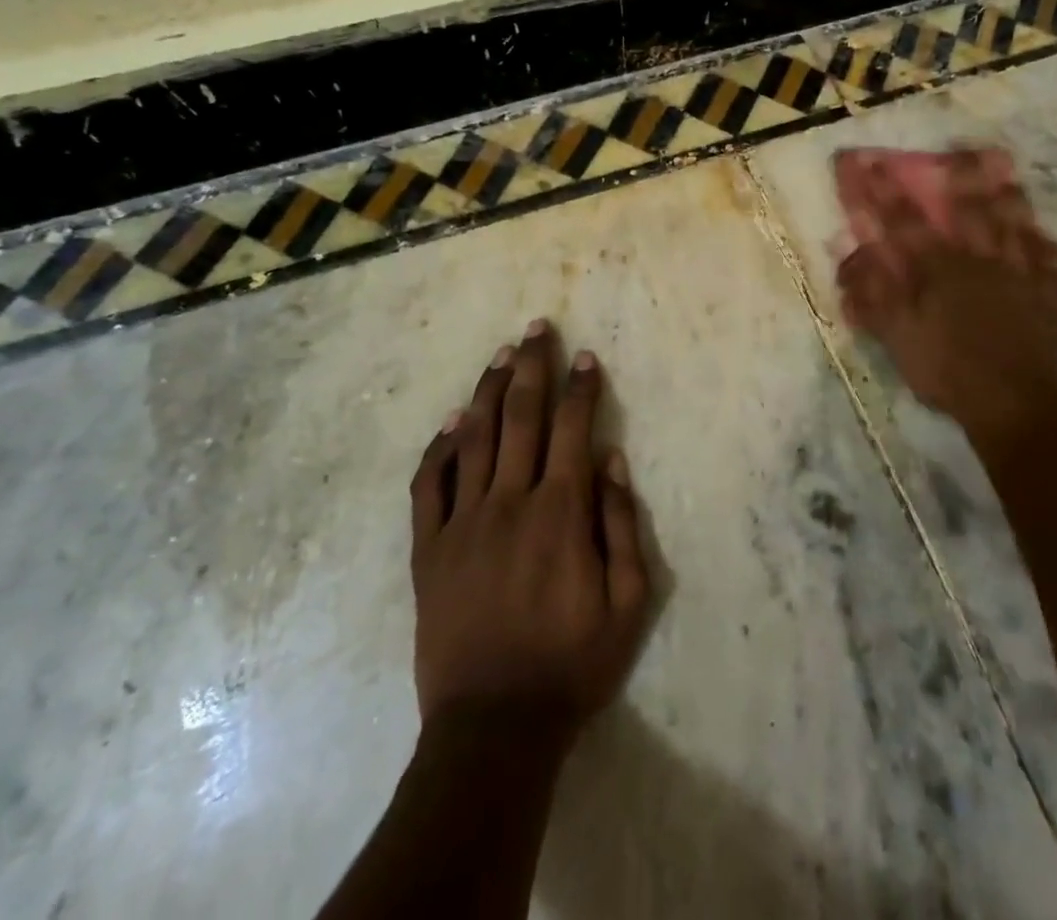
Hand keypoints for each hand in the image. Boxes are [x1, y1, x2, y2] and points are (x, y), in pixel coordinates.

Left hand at [409, 320, 650, 741]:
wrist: (493, 727)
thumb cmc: (572, 664)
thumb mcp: (629, 603)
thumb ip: (622, 525)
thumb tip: (610, 460)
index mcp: (560, 512)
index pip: (573, 428)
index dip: (581, 388)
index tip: (585, 357)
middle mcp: (510, 502)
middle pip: (522, 417)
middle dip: (532, 367)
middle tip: (536, 328)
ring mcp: (462, 523)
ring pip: (474, 438)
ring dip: (488, 391)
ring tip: (500, 355)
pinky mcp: (428, 550)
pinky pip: (429, 486)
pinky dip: (439, 449)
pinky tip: (450, 423)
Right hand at [833, 147, 1056, 453]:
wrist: (1013, 403)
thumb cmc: (947, 370)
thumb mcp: (896, 337)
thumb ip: (873, 296)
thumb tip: (850, 260)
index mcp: (938, 269)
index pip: (905, 222)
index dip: (885, 192)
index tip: (870, 163)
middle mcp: (979, 261)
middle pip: (968, 211)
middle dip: (957, 179)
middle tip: (956, 153)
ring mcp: (1018, 276)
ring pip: (1014, 226)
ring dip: (1007, 199)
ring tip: (1005, 175)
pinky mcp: (1046, 297)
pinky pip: (1048, 262)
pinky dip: (1044, 245)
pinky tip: (1042, 235)